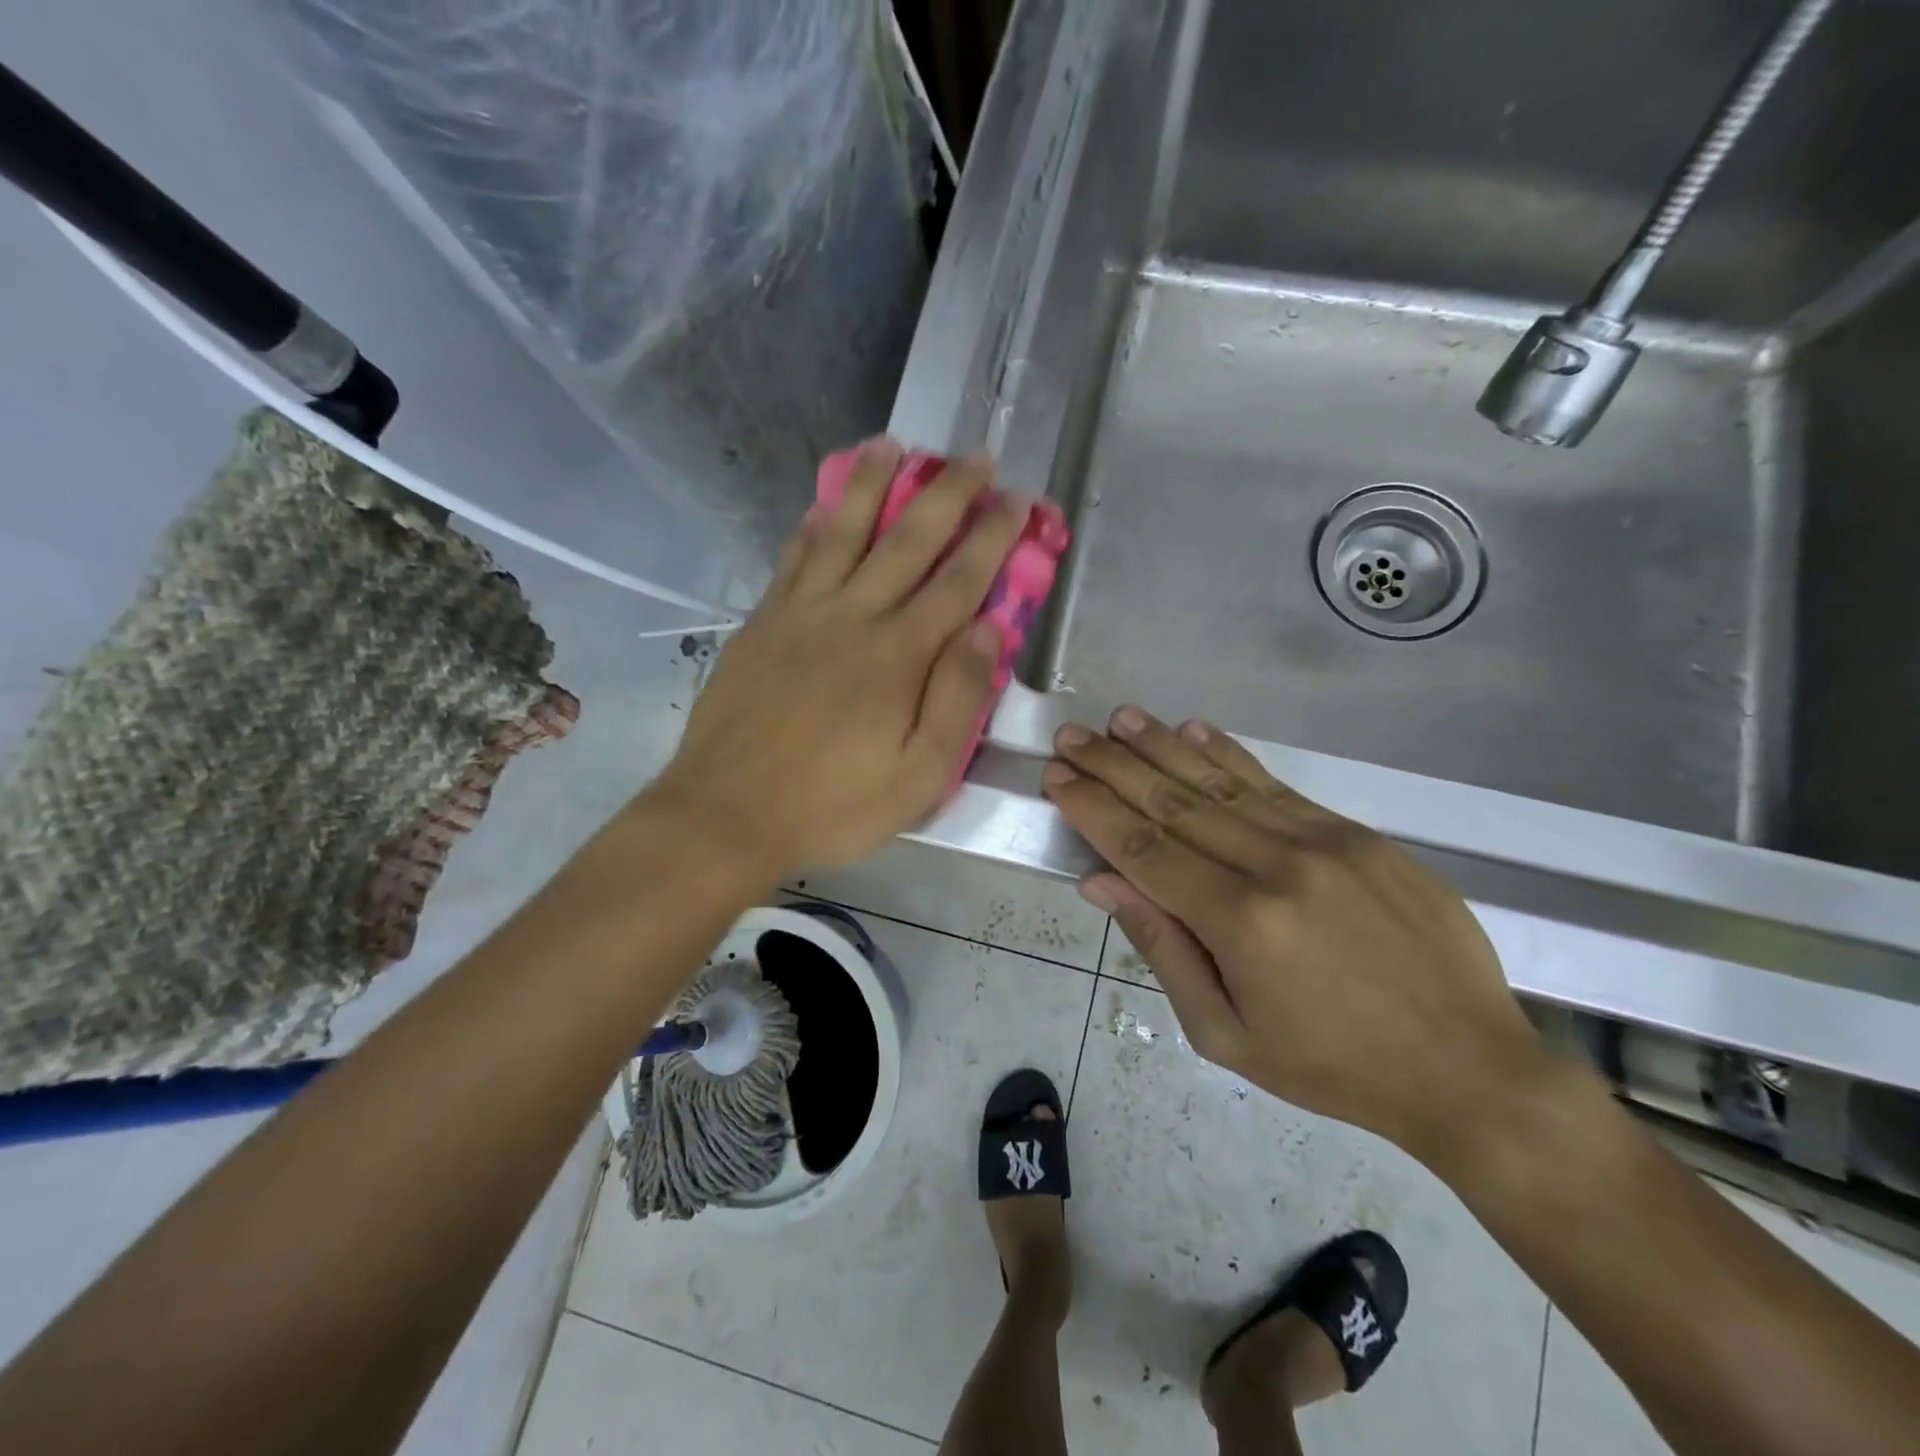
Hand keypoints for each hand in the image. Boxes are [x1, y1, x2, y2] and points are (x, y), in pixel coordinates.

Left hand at [648, 439, 1027, 877]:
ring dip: (874, 482)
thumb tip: (991, 630)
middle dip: (949, 493)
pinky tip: (825, 503)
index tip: (1018, 501)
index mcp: (899, 655)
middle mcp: (854, 616)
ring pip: (844, 529)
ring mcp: (802, 612)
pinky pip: (795, 556)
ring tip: (894, 445)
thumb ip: (958, 701)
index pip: (960, 580)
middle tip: (976, 457)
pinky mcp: (763, 621)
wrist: (727, 814)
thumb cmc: (832, 805)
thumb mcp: (917, 777)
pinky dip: (816, 521)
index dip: (993, 537)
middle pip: (909, 539)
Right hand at [1042, 707, 1541, 1158]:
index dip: (1093, 809)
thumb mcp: (1226, 1034)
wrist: (1468, 1068)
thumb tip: (1101, 881)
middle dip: (1113, 767)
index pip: (1143, 849)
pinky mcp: (1357, 834)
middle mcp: (1276, 867)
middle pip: (1174, 804)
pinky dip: (1229, 755)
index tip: (1057, 777)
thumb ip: (1161, 949)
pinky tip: (1194, 730)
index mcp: (1240, 924)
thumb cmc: (1331, 1067)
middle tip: (1072, 736)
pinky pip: (1276, 785)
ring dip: (1163, 746)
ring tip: (1120, 719)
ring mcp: (1323, 842)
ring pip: (1221, 782)